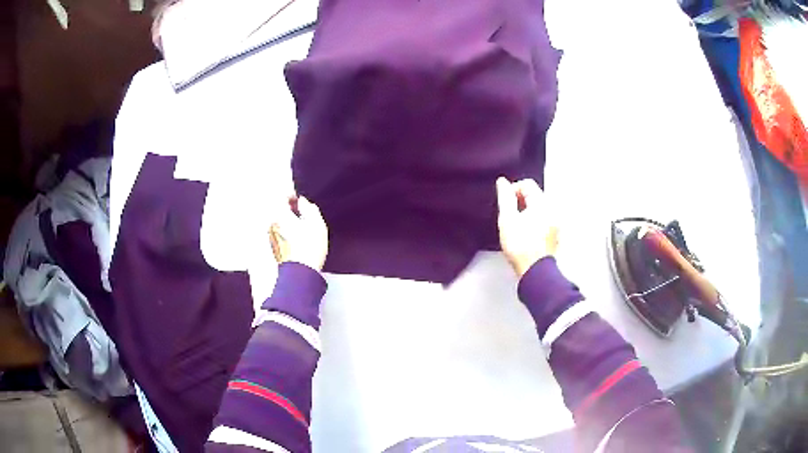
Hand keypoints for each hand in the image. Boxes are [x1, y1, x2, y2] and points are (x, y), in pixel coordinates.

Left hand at [269, 196, 328, 270]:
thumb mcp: (317, 222)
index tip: (299, 200)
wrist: (302, 272)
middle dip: (290, 210)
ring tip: (303, 229)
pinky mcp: (274, 248)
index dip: (292, 195)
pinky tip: (299, 241)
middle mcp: (272, 224)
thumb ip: (309, 207)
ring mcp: (271, 237)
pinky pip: (280, 234)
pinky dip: (288, 234)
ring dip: (289, 222)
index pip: (281, 196)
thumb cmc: (309, 248)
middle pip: (278, 210)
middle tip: (303, 214)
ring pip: (280, 223)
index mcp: (280, 214)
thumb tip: (303, 203)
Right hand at [496, 177, 558, 276]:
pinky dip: (534, 222)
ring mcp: (556, 223)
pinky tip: (526, 235)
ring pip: (539, 209)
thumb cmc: (520, 246)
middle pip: (535, 196)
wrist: (535, 272)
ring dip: (527, 213)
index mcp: (542, 203)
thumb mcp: (507, 220)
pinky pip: (543, 220)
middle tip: (510, 217)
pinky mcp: (556, 235)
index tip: (506, 204)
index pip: (527, 184)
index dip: (513, 190)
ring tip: (516, 227)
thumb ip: (505, 198)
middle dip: (520, 202)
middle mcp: (553, 210)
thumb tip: (502, 182)